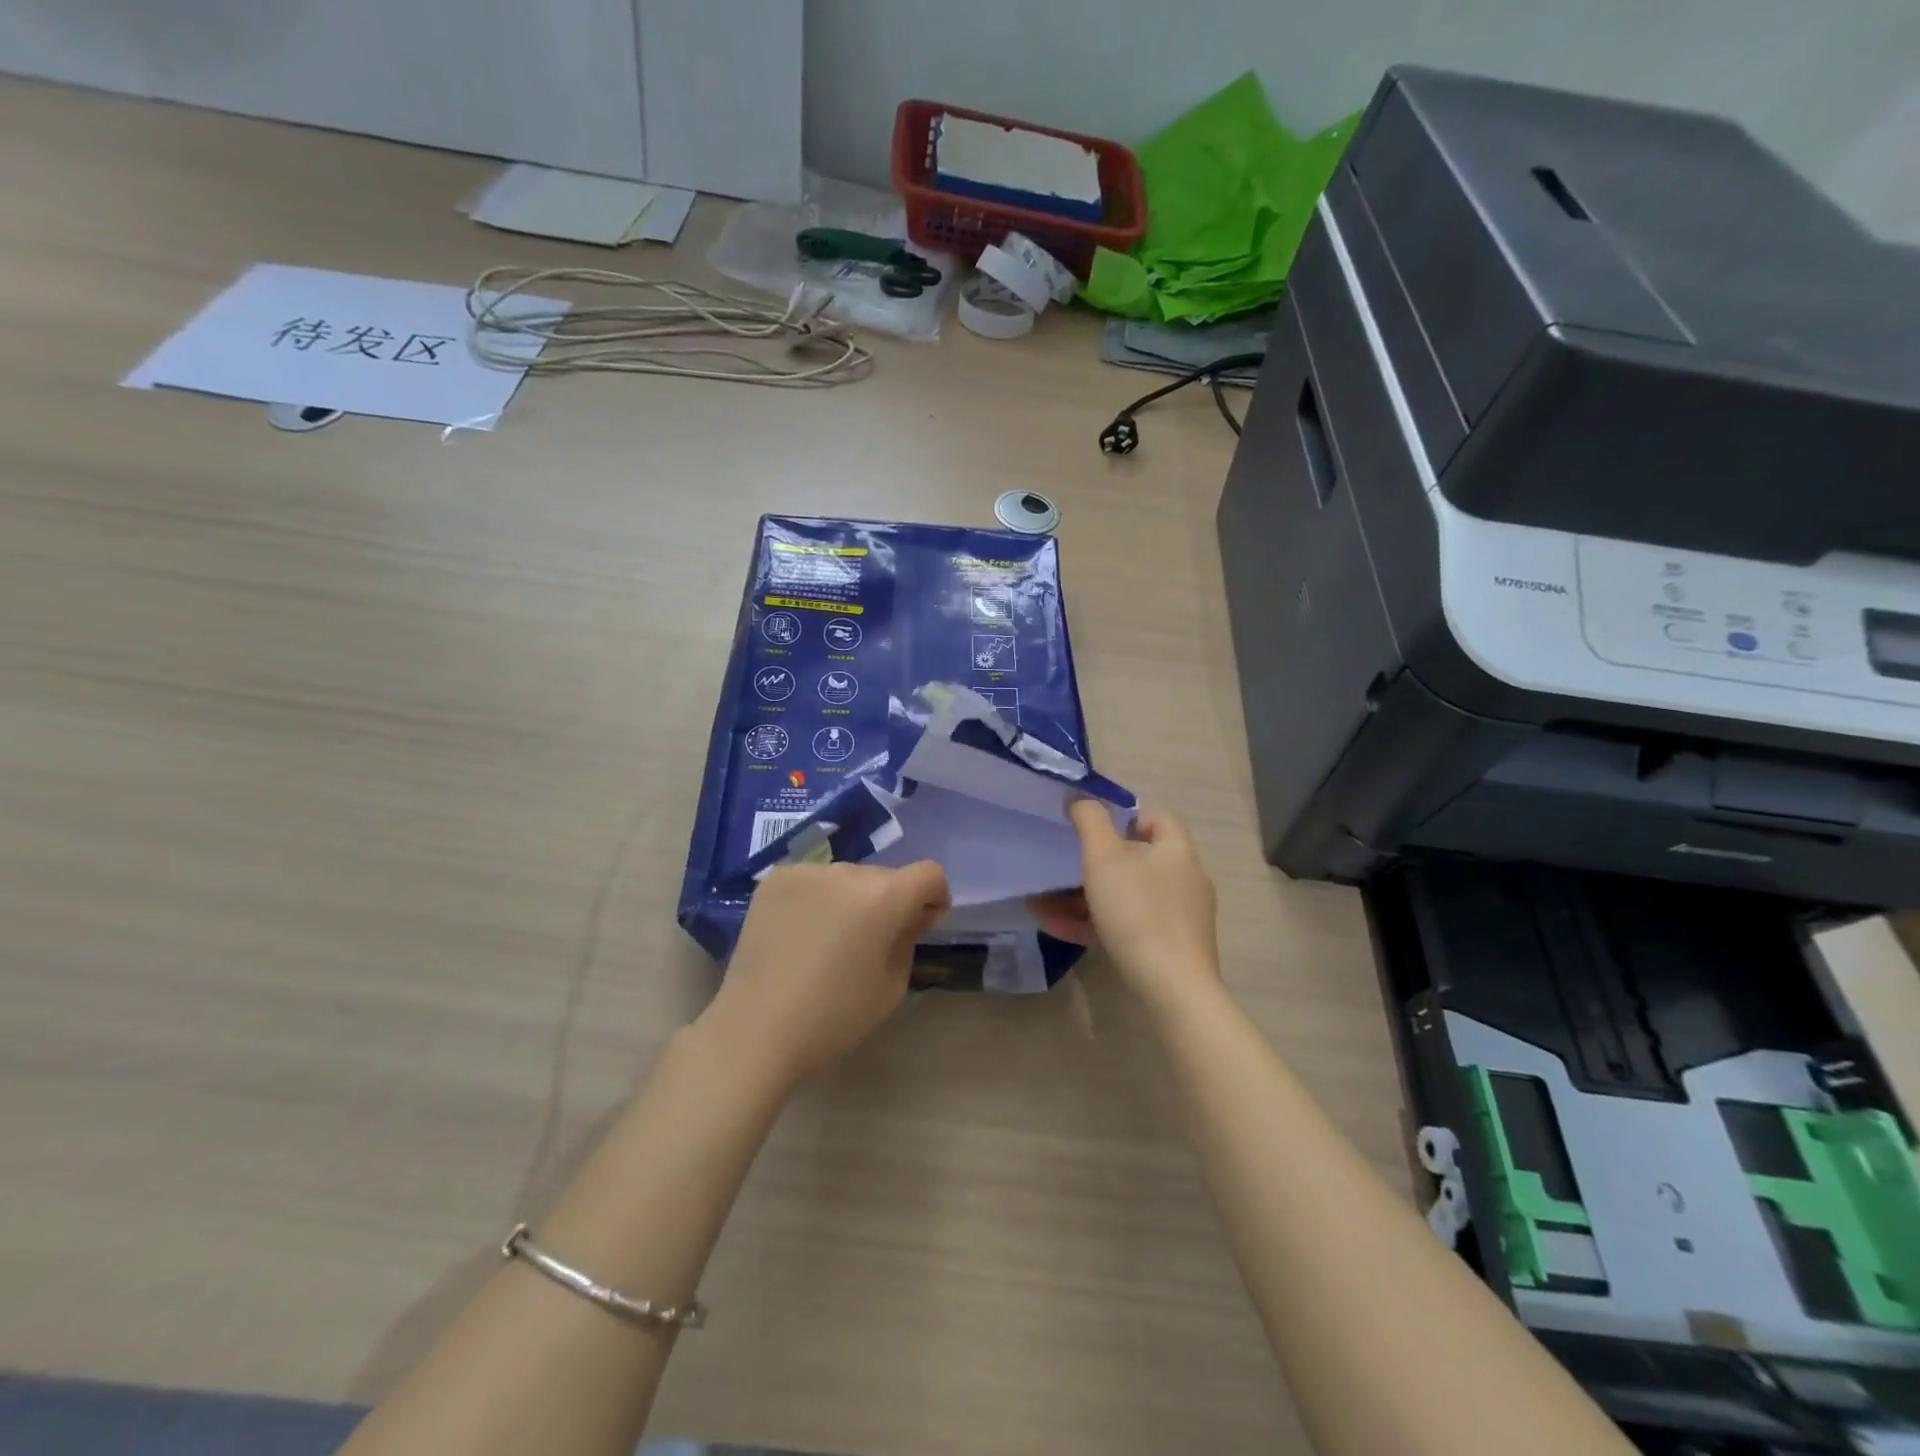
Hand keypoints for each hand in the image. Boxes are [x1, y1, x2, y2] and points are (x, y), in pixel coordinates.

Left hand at [702, 860, 950, 1086]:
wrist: (754, 1030)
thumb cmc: (833, 1017)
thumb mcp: (891, 987)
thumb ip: (909, 939)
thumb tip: (910, 916)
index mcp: (883, 896)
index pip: (929, 873)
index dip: (934, 897)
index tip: (921, 924)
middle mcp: (847, 871)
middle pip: (885, 876)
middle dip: (890, 901)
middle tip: (873, 941)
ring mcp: (806, 871)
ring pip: (847, 876)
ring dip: (852, 898)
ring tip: (831, 939)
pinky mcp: (774, 879)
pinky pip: (813, 880)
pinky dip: (818, 899)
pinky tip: (801, 932)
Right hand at [1030, 802, 1220, 1012]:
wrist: (1172, 989)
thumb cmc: (1138, 913)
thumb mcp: (1104, 858)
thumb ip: (1090, 821)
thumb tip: (1081, 799)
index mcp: (1176, 851)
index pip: (1156, 817)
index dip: (1124, 815)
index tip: (1091, 826)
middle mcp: (1184, 879)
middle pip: (1136, 858)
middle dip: (1092, 862)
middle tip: (1060, 866)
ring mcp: (1178, 917)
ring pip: (1125, 895)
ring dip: (1083, 896)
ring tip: (1042, 902)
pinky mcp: (1168, 947)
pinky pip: (1127, 925)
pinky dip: (1094, 922)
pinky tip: (1056, 926)